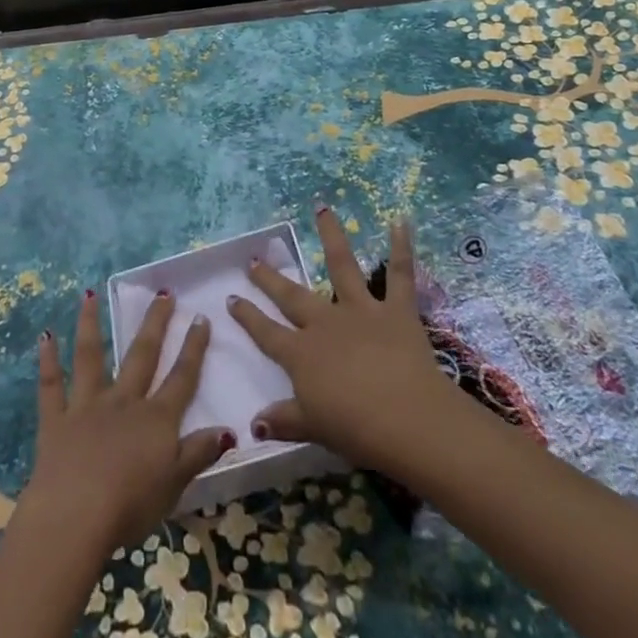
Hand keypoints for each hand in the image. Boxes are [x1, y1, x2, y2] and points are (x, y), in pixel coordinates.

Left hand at [23, 289, 235, 551]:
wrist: (76, 516)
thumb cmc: (130, 506)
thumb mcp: (175, 485)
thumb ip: (199, 454)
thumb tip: (229, 430)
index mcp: (155, 419)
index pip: (181, 377)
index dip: (193, 348)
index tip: (200, 318)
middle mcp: (123, 402)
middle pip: (142, 355)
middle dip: (154, 323)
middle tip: (162, 293)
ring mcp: (87, 406)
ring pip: (90, 357)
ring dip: (90, 324)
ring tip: (89, 295)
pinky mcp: (56, 420)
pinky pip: (51, 385)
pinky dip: (48, 360)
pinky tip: (45, 336)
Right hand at [226, 208, 452, 471]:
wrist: (406, 419)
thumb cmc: (356, 429)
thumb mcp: (313, 428)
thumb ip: (284, 420)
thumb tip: (253, 423)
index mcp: (302, 354)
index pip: (267, 333)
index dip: (248, 317)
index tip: (232, 298)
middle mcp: (325, 323)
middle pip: (292, 296)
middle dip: (271, 278)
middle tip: (254, 259)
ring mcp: (360, 310)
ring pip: (342, 265)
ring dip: (331, 235)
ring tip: (322, 208)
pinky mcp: (396, 310)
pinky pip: (400, 274)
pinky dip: (402, 246)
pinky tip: (400, 220)